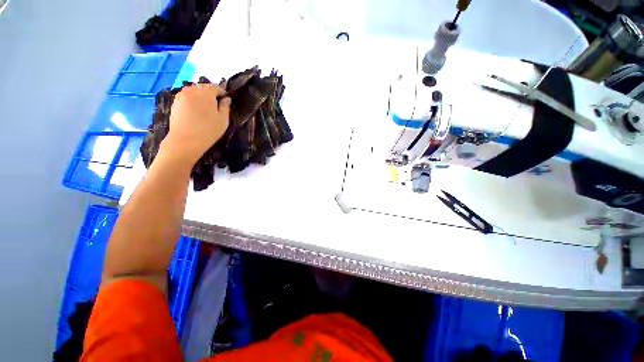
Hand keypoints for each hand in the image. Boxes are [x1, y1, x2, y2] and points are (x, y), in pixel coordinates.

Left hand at [162, 83, 230, 164]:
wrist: (185, 141)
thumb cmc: (208, 130)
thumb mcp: (223, 120)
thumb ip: (226, 106)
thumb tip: (226, 99)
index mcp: (206, 92)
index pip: (217, 87)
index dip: (223, 94)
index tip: (226, 103)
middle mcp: (192, 89)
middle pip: (205, 88)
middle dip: (211, 96)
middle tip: (216, 108)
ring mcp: (181, 95)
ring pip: (195, 92)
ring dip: (201, 99)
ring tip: (205, 112)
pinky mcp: (175, 102)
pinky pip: (187, 98)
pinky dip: (193, 102)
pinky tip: (195, 114)